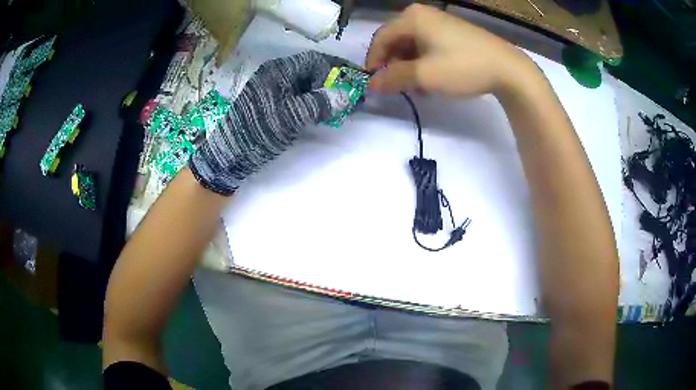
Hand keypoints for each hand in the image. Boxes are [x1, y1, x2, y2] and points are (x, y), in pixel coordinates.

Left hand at [190, 51, 350, 194]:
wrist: (229, 155)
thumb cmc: (258, 131)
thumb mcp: (291, 117)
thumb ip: (319, 103)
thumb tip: (346, 95)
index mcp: (278, 71)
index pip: (314, 60)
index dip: (336, 68)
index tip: (354, 80)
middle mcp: (276, 75)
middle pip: (311, 71)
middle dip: (333, 81)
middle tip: (351, 95)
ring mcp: (273, 90)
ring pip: (305, 85)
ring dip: (325, 93)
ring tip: (342, 106)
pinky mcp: (272, 105)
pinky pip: (298, 97)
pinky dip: (313, 102)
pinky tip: (323, 113)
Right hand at [366, 4, 534, 97]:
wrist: (508, 69)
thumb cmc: (463, 67)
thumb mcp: (424, 75)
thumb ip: (393, 79)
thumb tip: (371, 85)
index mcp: (412, 17)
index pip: (380, 38)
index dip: (374, 62)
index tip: (374, 84)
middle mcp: (423, 14)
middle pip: (396, 40)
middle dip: (393, 65)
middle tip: (397, 86)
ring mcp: (440, 22)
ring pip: (412, 44)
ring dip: (409, 66)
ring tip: (417, 87)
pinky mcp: (453, 32)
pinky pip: (428, 45)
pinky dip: (424, 62)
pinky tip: (432, 78)